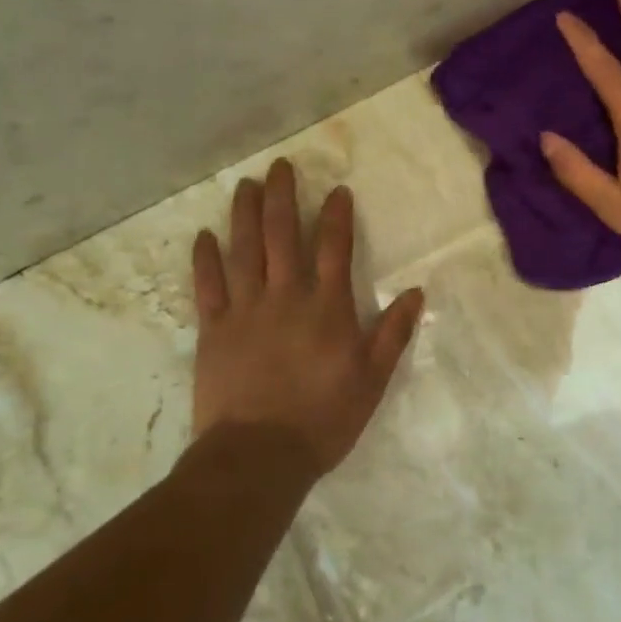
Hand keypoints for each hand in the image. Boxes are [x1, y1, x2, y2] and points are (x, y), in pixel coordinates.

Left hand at [190, 159, 424, 476]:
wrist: (259, 455)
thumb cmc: (324, 418)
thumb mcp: (373, 379)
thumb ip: (394, 333)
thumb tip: (416, 292)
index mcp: (327, 307)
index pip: (334, 247)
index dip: (336, 215)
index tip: (336, 190)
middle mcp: (286, 296)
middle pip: (282, 235)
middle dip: (282, 197)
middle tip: (280, 166)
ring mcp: (245, 310)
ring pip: (243, 250)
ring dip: (243, 214)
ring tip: (245, 184)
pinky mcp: (214, 329)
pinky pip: (208, 286)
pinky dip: (205, 259)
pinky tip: (204, 235)